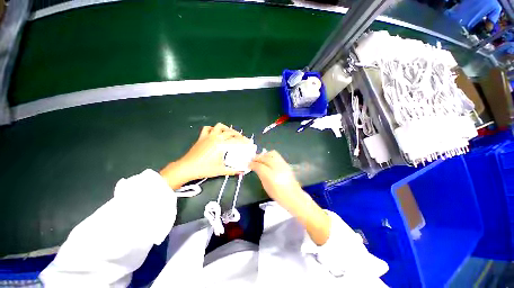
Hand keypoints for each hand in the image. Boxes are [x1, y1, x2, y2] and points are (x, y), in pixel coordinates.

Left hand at [160, 123, 250, 188]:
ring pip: (219, 127)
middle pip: (230, 132)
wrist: (186, 168)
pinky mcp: (201, 137)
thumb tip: (243, 172)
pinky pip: (207, 129)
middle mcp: (215, 137)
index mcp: (221, 144)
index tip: (249, 142)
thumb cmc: (204, 169)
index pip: (236, 140)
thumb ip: (233, 170)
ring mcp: (207, 136)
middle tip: (242, 140)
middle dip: (238, 135)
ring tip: (230, 134)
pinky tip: (215, 133)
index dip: (244, 141)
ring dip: (226, 129)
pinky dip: (213, 129)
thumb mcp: (220, 170)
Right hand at [250, 150, 329, 244]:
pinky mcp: (286, 163)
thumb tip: (256, 167)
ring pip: (271, 153)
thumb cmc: (279, 195)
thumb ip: (261, 175)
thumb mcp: (266, 186)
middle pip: (265, 157)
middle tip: (253, 160)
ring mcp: (283, 164)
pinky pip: (276, 155)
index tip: (249, 164)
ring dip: (264, 155)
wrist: (294, 196)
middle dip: (257, 158)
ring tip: (260, 159)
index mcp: (271, 176)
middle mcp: (277, 168)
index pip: (259, 166)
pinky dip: (270, 155)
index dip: (253, 164)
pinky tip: (267, 160)